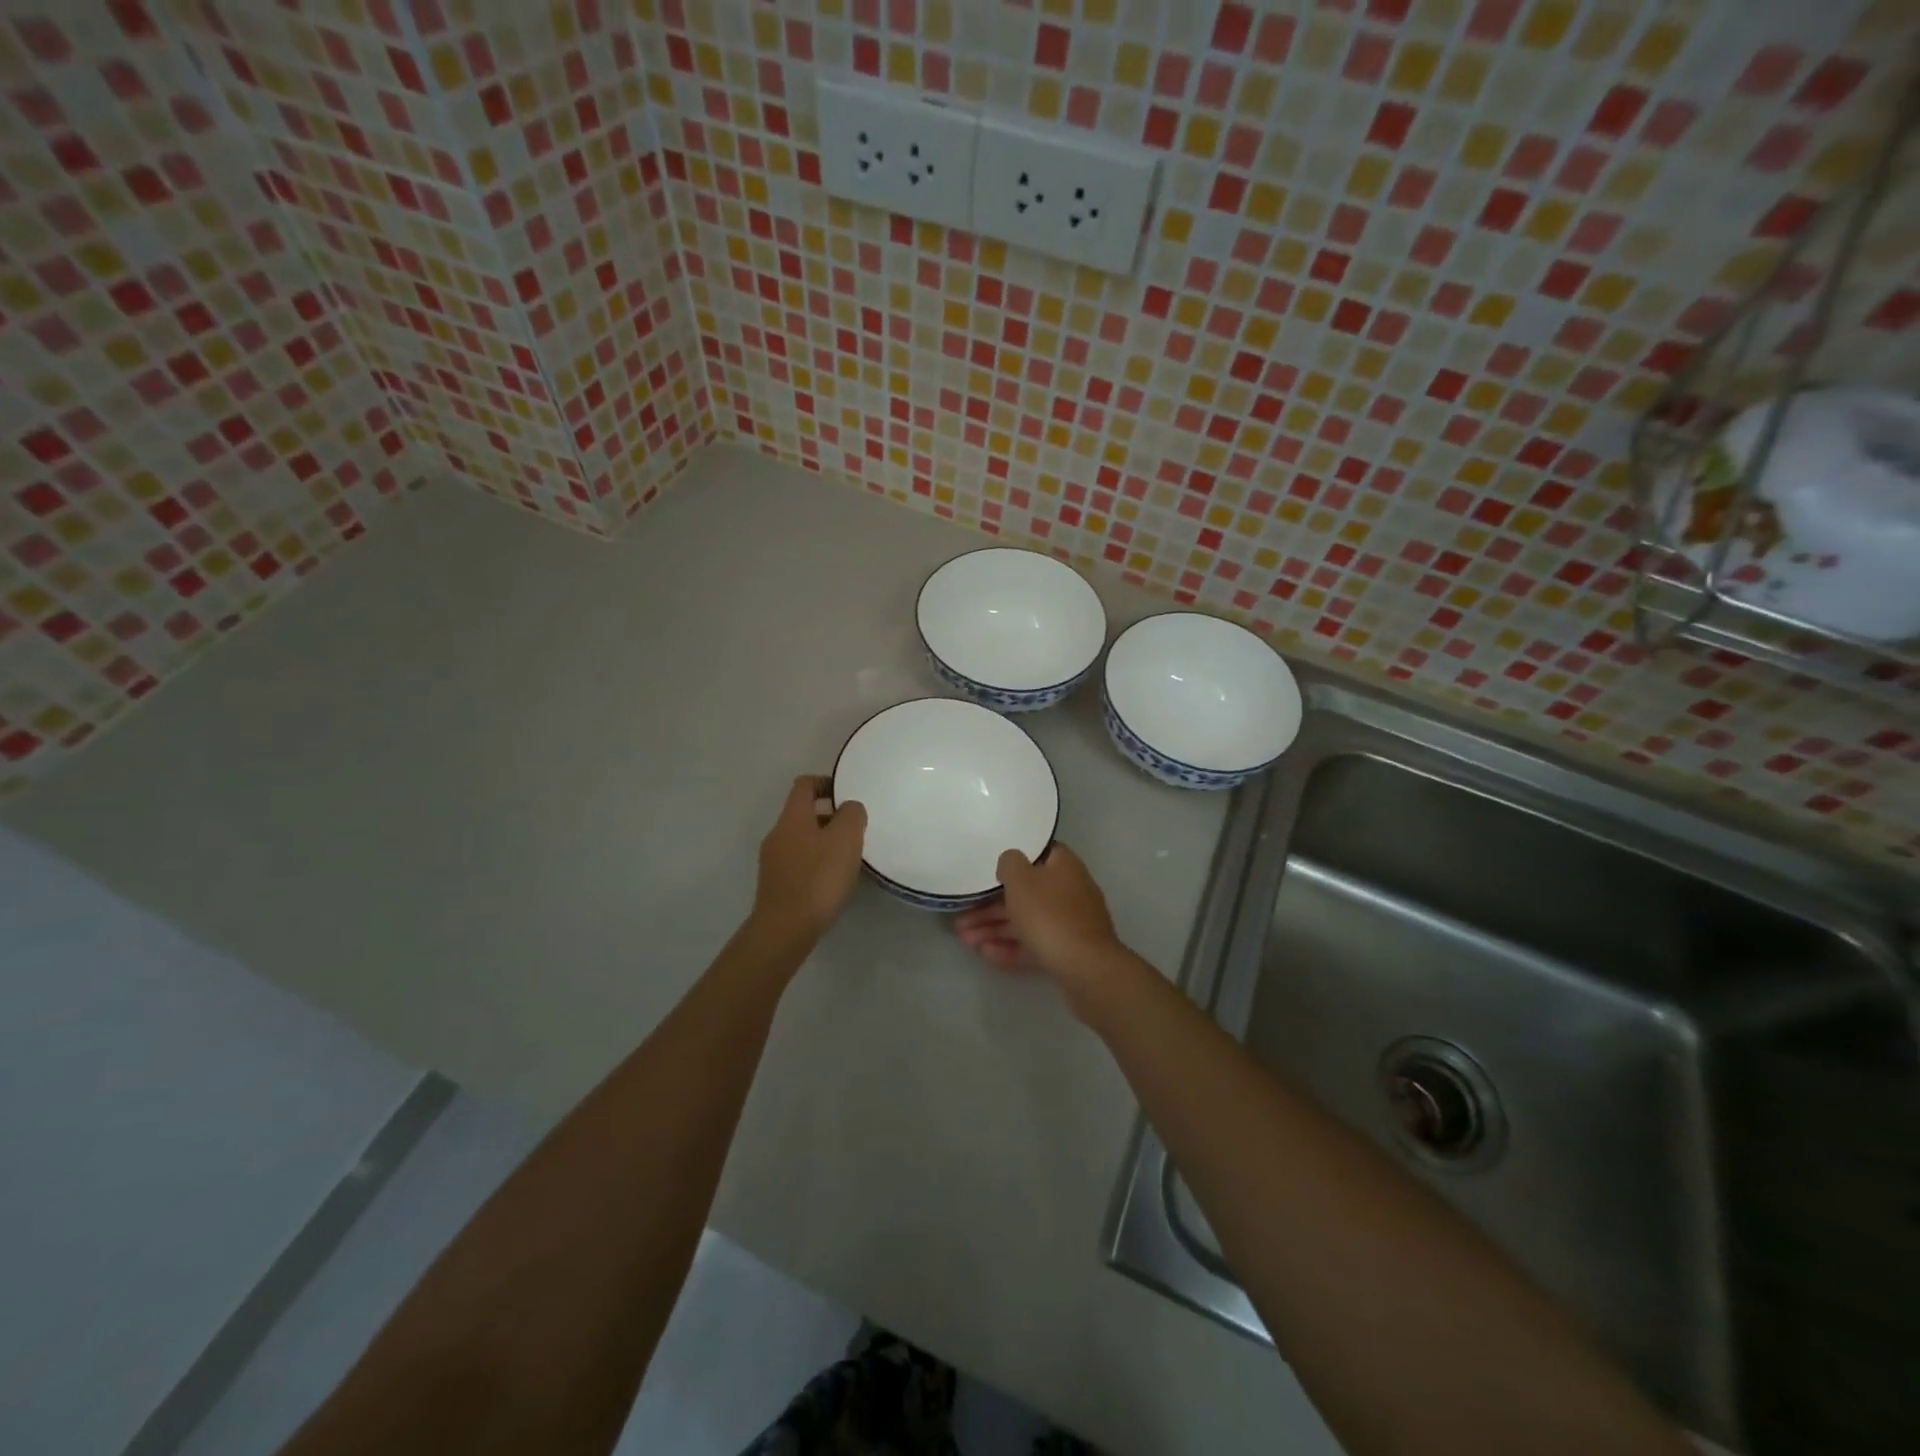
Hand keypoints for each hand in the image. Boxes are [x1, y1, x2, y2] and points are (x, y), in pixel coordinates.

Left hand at [750, 776, 866, 948]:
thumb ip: (852, 814)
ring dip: (825, 842)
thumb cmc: (818, 877)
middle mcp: (778, 834)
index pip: (805, 784)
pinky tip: (833, 882)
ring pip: (802, 839)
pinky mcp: (776, 885)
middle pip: (804, 814)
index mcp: (792, 817)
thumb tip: (849, 808)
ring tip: (849, 858)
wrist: (785, 929)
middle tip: (856, 831)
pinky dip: (817, 863)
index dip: (826, 783)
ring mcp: (773, 861)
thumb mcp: (845, 838)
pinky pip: (799, 862)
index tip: (848, 795)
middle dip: (831, 817)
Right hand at [955, 844, 1122, 990]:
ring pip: (1027, 922)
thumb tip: (1010, 862)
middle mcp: (1070, 891)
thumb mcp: (1021, 880)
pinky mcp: (1068, 952)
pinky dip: (1011, 947)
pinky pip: (1034, 945)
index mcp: (1064, 866)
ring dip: (995, 929)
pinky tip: (985, 954)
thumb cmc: (1049, 915)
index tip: (990, 869)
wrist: (1085, 969)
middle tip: (962, 918)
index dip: (1014, 860)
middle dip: (991, 907)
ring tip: (965, 940)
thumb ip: (1009, 863)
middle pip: (1026, 894)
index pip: (1039, 854)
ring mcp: (1070, 924)